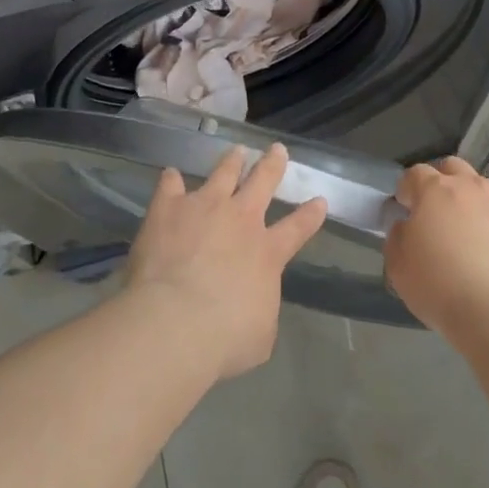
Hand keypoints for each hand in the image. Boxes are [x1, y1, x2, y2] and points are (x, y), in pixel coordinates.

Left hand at [122, 144, 327, 380]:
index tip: (320, 200)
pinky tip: (170, 173)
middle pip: (262, 183)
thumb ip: (261, 310)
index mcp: (267, 253)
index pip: (297, 228)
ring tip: (236, 150)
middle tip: (277, 150)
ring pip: (223, 173)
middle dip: (272, 165)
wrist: (175, 322)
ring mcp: (203, 207)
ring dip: (231, 161)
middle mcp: (240, 220)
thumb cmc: (225, 338)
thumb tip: (255, 305)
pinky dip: (171, 179)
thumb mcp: (260, 335)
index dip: (310, 214)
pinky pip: (171, 185)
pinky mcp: (168, 208)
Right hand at [385, 156, 488, 336]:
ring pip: (486, 191)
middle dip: (443, 183)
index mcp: (436, 190)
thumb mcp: (397, 264)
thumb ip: (399, 236)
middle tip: (438, 215)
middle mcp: (473, 188)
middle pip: (454, 168)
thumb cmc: (439, 285)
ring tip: (471, 239)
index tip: (405, 209)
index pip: (415, 173)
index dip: (407, 189)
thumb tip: (408, 226)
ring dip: (473, 204)